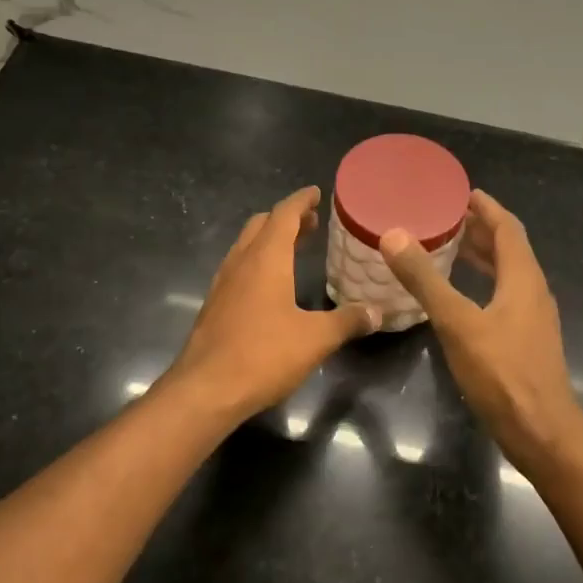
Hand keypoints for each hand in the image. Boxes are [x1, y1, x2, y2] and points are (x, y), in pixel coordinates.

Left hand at [165, 186, 378, 419]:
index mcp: (266, 258)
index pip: (284, 214)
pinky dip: (257, 262)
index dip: (301, 200)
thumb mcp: (316, 339)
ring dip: (269, 240)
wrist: (205, 390)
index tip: (315, 192)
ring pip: (246, 246)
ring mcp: (223, 283)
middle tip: (311, 223)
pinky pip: (238, 268)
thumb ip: (348, 321)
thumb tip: (377, 312)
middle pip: (261, 225)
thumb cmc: (263, 355)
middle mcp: (241, 262)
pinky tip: (270, 286)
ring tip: (293, 249)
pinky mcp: (214, 305)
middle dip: (286, 218)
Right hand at [381, 190, 582, 476]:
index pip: (508, 229)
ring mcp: (532, 319)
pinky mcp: (526, 342)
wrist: (541, 432)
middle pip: (510, 250)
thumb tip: (393, 235)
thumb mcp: (458, 322)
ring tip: (451, 249)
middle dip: (481, 231)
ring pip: (507, 276)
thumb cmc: (502, 373)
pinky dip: (483, 285)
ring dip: (483, 258)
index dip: (487, 208)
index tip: (463, 193)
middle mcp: (533, 292)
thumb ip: (425, 279)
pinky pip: (504, 298)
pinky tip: (461, 299)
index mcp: (523, 278)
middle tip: (448, 218)